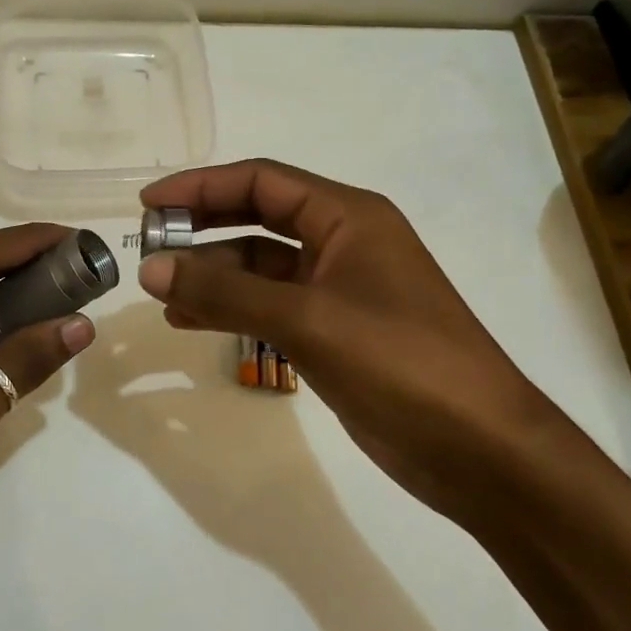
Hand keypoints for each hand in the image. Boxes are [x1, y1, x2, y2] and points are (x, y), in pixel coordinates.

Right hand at [136, 160, 566, 519]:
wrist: (481, 450)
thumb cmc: (398, 361)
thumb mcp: (305, 318)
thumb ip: (225, 291)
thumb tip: (150, 266)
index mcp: (348, 216)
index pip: (261, 180)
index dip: (201, 186)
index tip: (149, 204)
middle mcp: (343, 242)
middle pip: (258, 217)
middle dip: (204, 228)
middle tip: (150, 245)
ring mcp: (340, 289)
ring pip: (261, 266)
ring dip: (213, 274)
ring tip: (160, 291)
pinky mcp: (335, 331)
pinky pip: (271, 305)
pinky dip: (232, 308)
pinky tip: (191, 320)